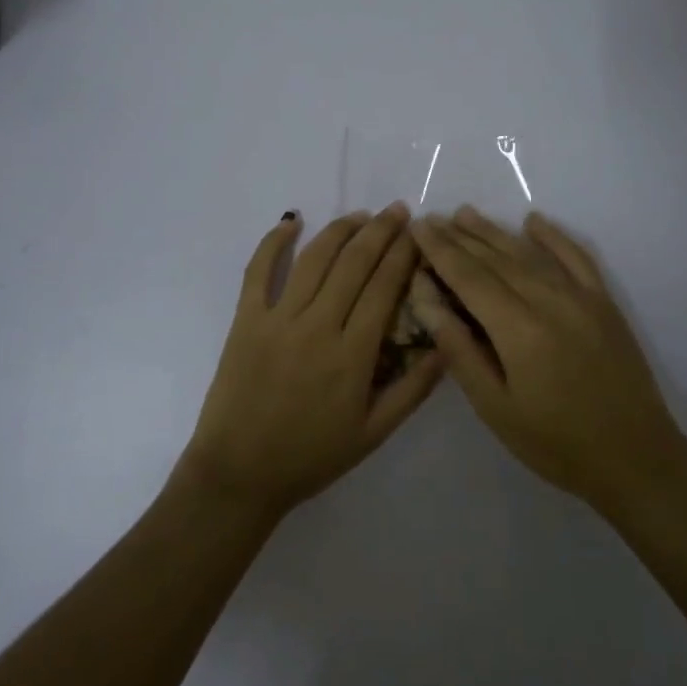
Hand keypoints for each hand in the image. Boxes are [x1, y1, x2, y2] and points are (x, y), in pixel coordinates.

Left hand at [177, 206, 443, 520]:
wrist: (240, 474)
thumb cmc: (311, 456)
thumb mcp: (374, 433)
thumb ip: (413, 390)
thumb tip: (446, 346)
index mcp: (352, 355)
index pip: (385, 288)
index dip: (403, 255)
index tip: (418, 233)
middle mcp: (317, 327)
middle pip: (354, 264)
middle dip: (380, 232)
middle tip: (398, 211)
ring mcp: (278, 320)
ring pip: (314, 259)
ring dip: (340, 230)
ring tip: (361, 215)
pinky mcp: (246, 320)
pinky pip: (258, 271)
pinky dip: (273, 241)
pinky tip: (291, 221)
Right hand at [410, 207, 686, 513]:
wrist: (636, 458)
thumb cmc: (555, 443)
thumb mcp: (494, 406)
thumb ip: (459, 348)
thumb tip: (424, 298)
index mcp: (518, 328)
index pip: (469, 276)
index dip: (440, 250)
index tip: (417, 226)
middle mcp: (549, 300)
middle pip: (496, 258)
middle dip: (461, 237)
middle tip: (433, 219)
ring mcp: (582, 297)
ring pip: (530, 253)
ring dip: (496, 232)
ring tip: (466, 214)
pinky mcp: (604, 302)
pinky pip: (576, 257)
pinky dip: (553, 236)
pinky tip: (534, 221)